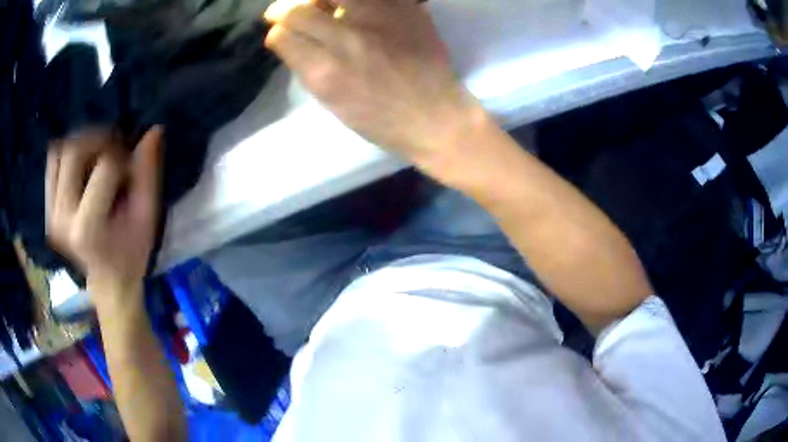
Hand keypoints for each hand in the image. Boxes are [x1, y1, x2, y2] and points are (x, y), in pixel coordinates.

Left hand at [46, 128, 162, 303]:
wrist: (107, 283)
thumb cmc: (130, 255)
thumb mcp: (146, 219)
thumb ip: (147, 175)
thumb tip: (153, 130)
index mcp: (87, 228)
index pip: (104, 166)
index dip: (124, 157)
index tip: (132, 168)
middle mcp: (61, 218)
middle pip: (73, 152)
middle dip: (99, 140)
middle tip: (115, 150)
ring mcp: (51, 214)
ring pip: (59, 152)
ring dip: (82, 145)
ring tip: (97, 157)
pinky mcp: (47, 209)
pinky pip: (52, 163)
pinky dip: (67, 154)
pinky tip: (82, 165)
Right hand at [264, 0, 481, 166]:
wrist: (435, 115)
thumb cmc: (381, 119)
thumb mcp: (332, 101)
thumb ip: (308, 66)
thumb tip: (293, 40)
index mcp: (325, 72)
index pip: (282, 36)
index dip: (277, 34)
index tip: (281, 34)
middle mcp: (347, 40)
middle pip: (298, 10)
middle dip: (284, 10)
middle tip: (285, 11)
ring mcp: (378, 19)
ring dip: (318, 0)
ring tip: (321, 6)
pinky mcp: (405, 9)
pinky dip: (354, 2)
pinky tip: (353, 9)